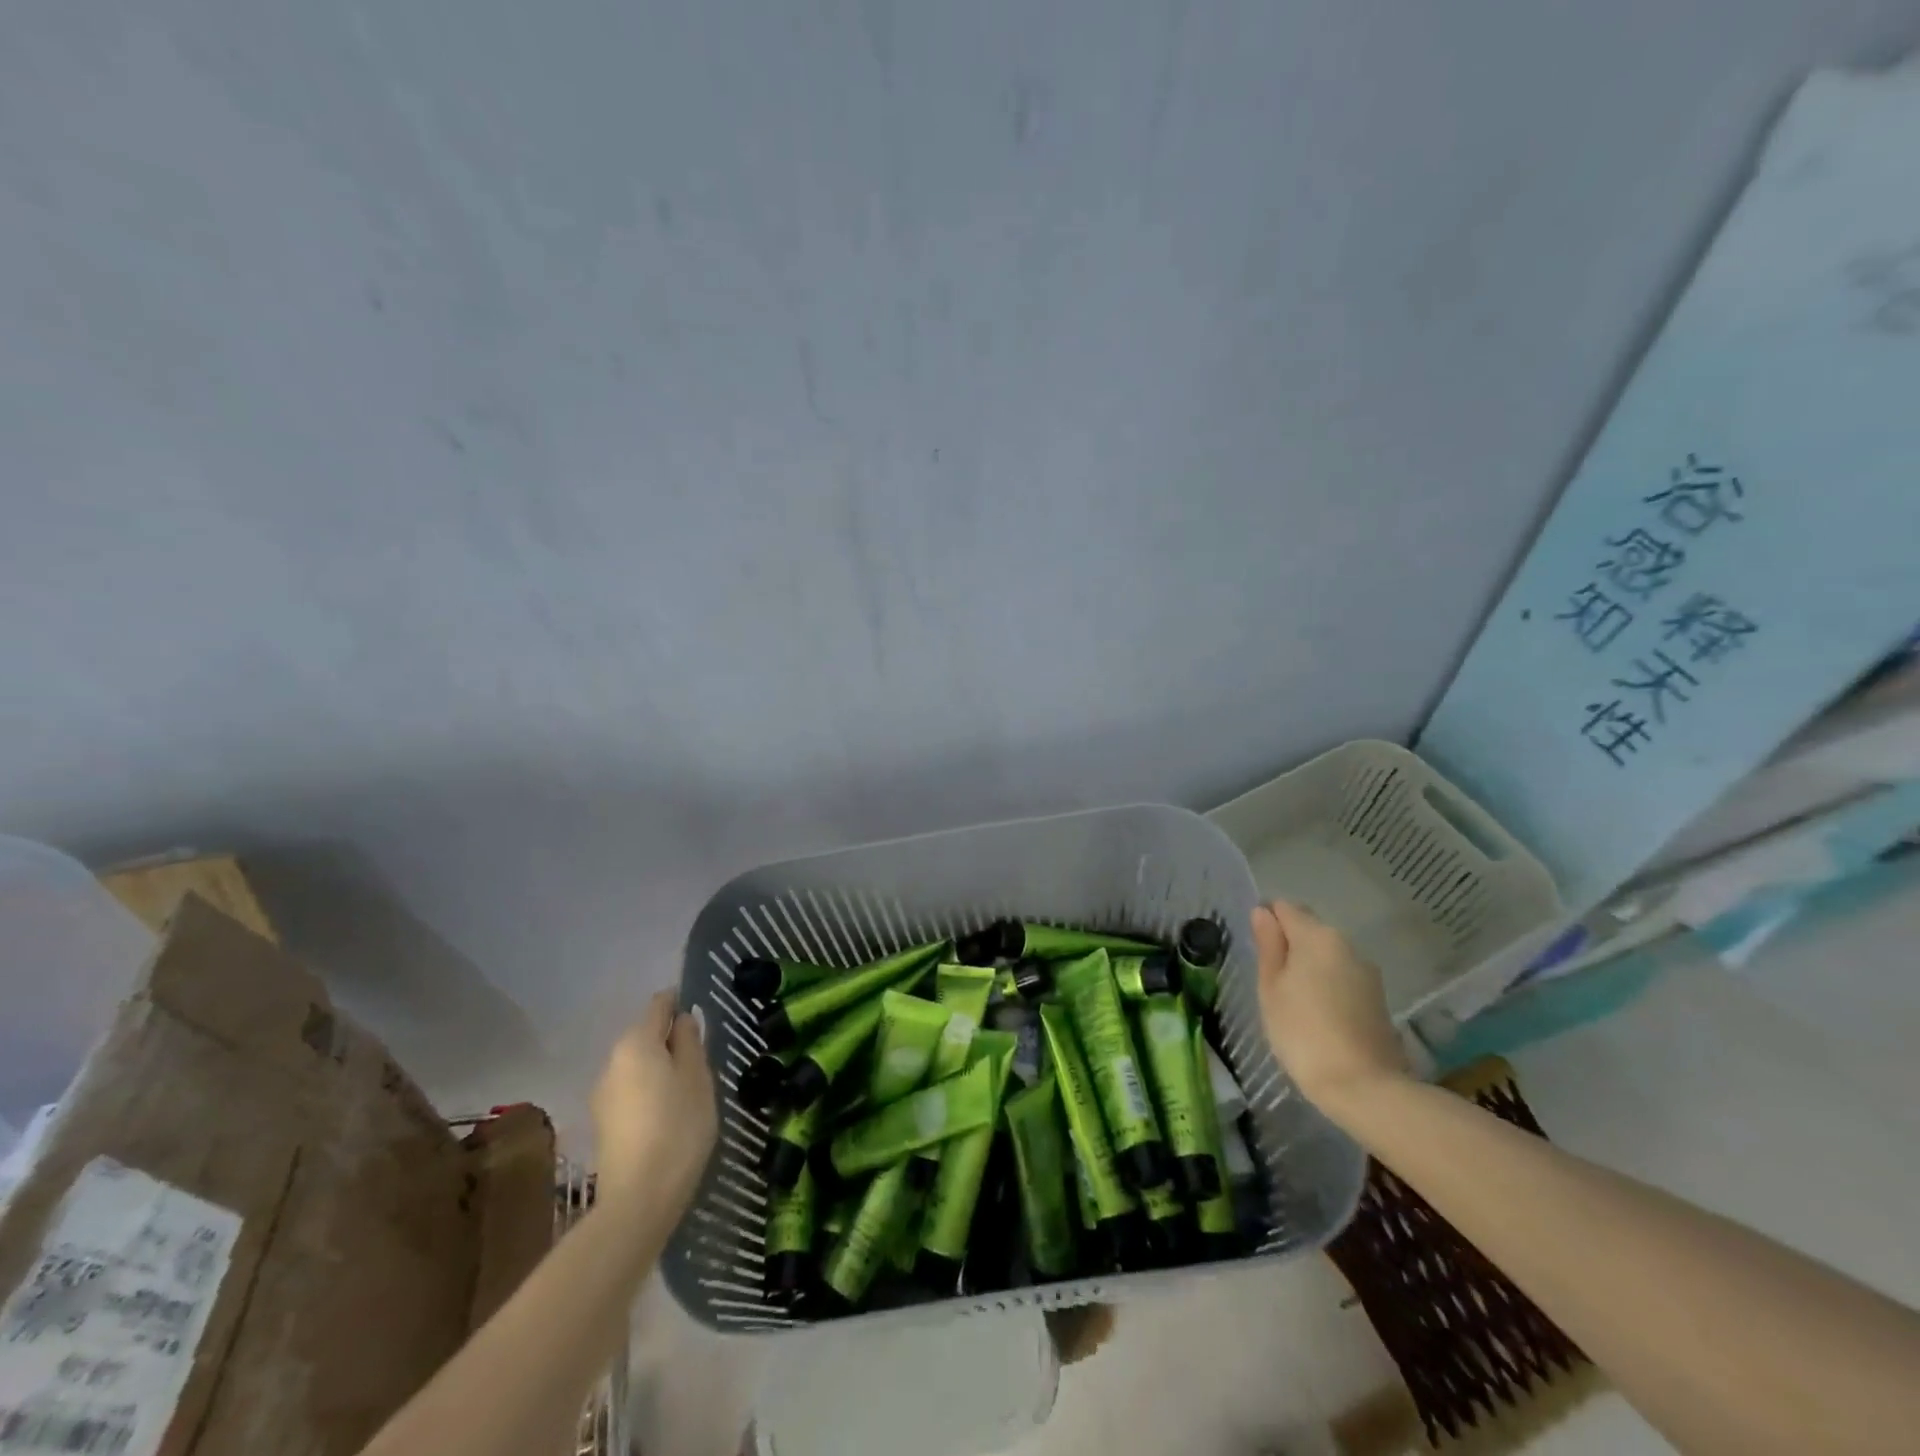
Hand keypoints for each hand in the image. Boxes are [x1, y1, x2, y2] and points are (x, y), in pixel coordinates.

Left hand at [591, 992, 717, 1215]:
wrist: (639, 1199)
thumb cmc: (679, 1126)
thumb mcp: (697, 1077)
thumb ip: (690, 1042)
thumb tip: (682, 1019)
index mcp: (636, 1043)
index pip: (659, 1005)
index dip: (680, 1004)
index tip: (701, 1019)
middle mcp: (612, 1061)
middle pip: (645, 1036)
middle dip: (670, 1040)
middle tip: (702, 1060)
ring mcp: (602, 1095)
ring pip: (637, 1066)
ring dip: (660, 1068)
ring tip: (688, 1090)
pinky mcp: (603, 1124)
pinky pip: (631, 1092)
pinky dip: (649, 1092)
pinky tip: (668, 1115)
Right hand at [1252, 900, 1409, 1117]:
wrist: (1363, 1086)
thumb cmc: (1302, 1032)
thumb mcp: (1271, 988)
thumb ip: (1268, 946)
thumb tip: (1263, 913)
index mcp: (1317, 936)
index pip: (1285, 907)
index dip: (1266, 921)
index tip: (1256, 949)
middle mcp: (1346, 944)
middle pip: (1309, 928)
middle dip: (1288, 943)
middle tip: (1269, 978)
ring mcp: (1366, 971)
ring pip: (1327, 954)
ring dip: (1308, 965)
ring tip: (1291, 999)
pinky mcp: (1377, 997)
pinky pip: (1342, 976)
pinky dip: (1326, 984)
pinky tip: (1316, 1013)